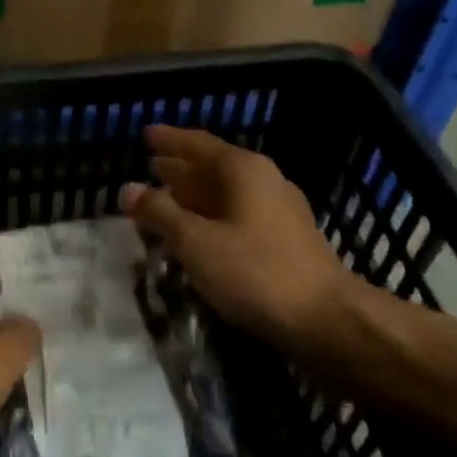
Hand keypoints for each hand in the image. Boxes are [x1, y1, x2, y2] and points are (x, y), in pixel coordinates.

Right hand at [121, 125, 354, 351]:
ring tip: (165, 201)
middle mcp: (264, 181)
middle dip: (180, 169)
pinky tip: (198, 235)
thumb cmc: (256, 272)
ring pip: (226, 195)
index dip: (169, 140)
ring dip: (195, 197)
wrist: (329, 322)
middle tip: (149, 167)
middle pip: (213, 167)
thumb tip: (128, 189)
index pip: (197, 144)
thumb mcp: (197, 242)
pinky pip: (238, 216)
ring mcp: (280, 211)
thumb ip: (160, 213)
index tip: (146, 134)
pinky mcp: (287, 241)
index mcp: (243, 170)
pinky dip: (212, 218)